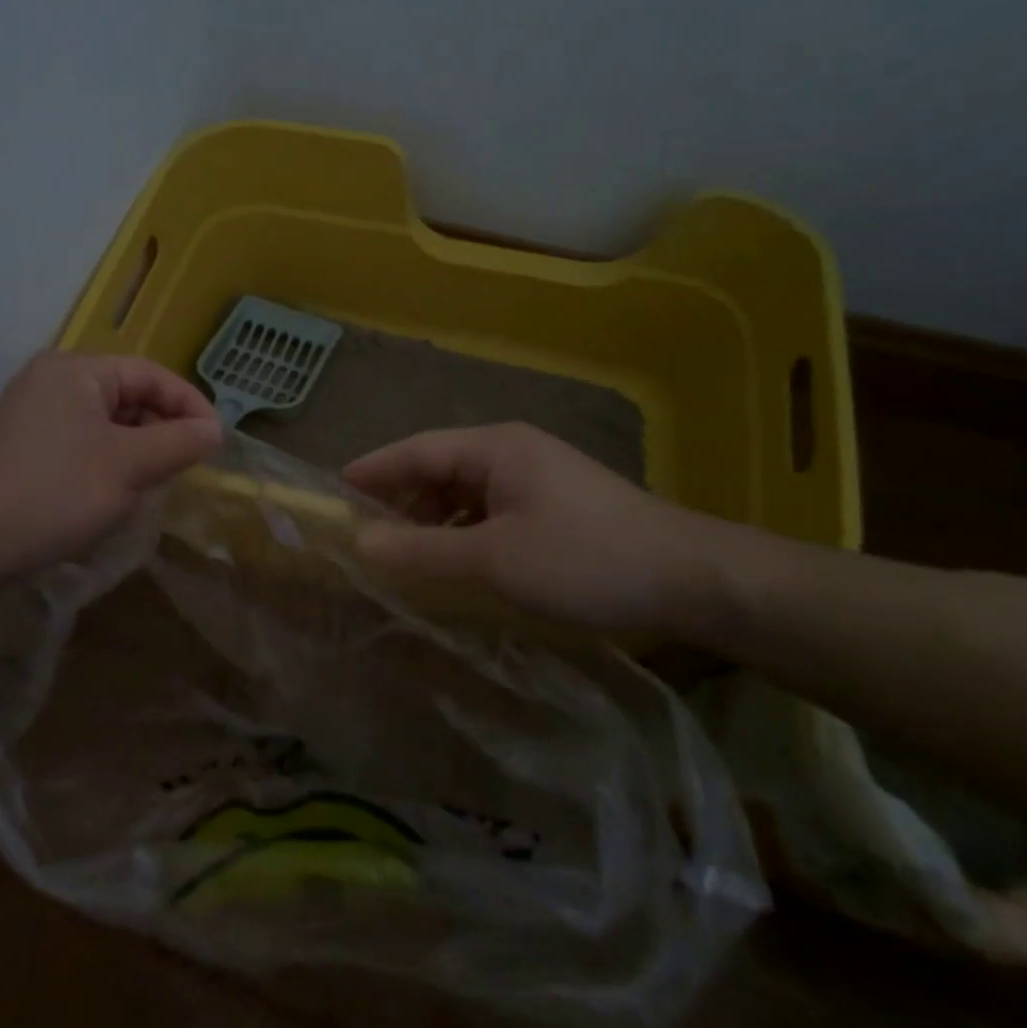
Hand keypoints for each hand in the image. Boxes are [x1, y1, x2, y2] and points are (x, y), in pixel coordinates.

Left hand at [0, 352, 222, 585]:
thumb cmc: (55, 492)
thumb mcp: (129, 466)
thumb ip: (178, 442)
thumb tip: (214, 429)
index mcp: (77, 371)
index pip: (150, 374)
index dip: (189, 404)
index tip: (216, 442)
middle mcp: (53, 383)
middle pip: (128, 397)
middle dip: (161, 432)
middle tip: (185, 469)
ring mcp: (35, 416)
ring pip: (108, 426)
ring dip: (137, 454)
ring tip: (150, 488)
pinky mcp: (26, 450)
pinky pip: (84, 447)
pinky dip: (108, 467)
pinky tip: (112, 500)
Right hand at [344, 423, 754, 632]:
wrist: (692, 579)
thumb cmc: (585, 558)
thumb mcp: (493, 559)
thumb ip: (422, 551)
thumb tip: (361, 544)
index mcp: (495, 448)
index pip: (416, 449)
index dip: (372, 470)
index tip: (334, 492)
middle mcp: (513, 453)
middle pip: (439, 470)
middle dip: (401, 502)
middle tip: (366, 538)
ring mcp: (537, 480)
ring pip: (465, 495)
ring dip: (433, 523)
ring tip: (406, 559)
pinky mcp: (555, 508)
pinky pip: (491, 514)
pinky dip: (464, 535)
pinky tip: (457, 566)